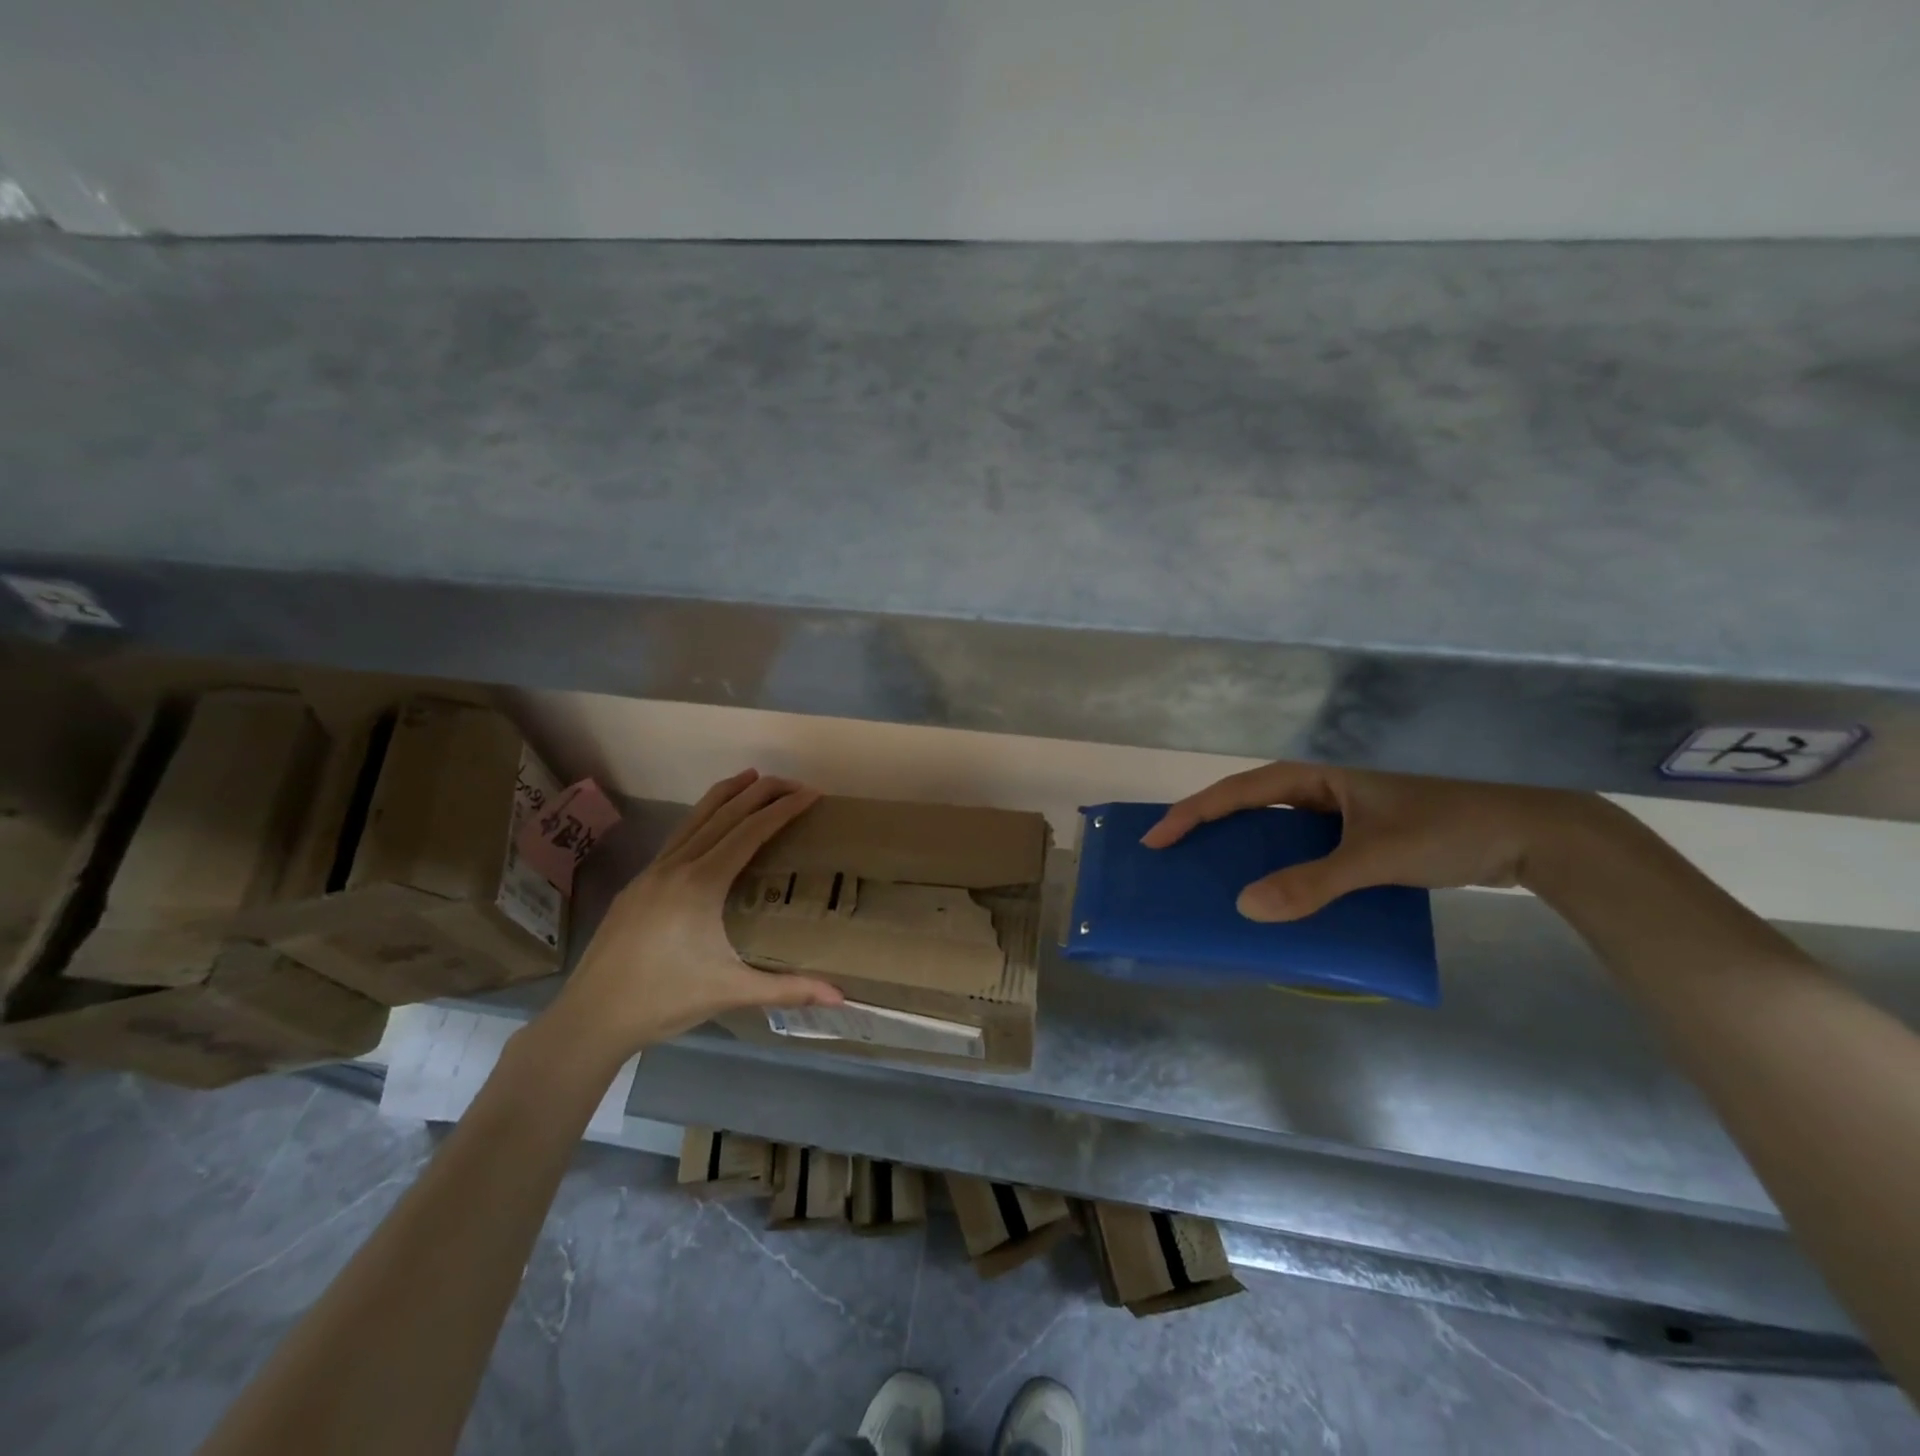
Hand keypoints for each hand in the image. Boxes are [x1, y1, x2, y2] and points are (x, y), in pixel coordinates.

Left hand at [541, 770, 842, 1060]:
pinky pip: (677, 837)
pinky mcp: (637, 885)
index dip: (783, 809)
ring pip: (694, 819)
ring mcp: (651, 873)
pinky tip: (710, 827)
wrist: (591, 1017)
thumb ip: (788, 989)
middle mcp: (676, 867)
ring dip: (726, 795)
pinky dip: (702, 819)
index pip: (750, 832)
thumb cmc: (664, 1001)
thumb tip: (841, 997)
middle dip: (760, 792)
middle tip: (792, 781)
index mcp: (701, 884)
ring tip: (751, 778)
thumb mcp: (731, 992)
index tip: (811, 794)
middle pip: (724, 814)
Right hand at [1141, 761, 1609, 921]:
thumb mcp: (1375, 856)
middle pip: (1256, 806)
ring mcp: (1351, 804)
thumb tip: (1245, 908)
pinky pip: (1315, 846)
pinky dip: (1293, 867)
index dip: (1193, 814)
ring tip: (1220, 881)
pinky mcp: (1372, 827)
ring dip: (1255, 853)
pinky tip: (1283, 893)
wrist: (1544, 835)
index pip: (1240, 790)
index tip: (1155, 839)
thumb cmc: (1454, 826)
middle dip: (1215, 832)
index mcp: (1321, 768)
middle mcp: (1329, 780)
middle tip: (1177, 860)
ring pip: (1286, 829)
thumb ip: (1310, 884)